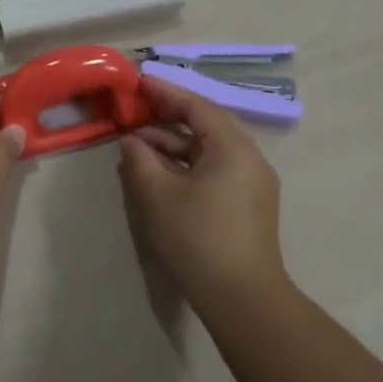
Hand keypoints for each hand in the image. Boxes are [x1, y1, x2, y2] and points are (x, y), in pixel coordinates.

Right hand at [118, 77, 288, 325]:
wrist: (243, 299)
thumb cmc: (198, 238)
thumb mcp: (158, 194)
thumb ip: (140, 159)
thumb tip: (131, 141)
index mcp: (233, 148)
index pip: (196, 106)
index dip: (165, 92)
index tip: (138, 82)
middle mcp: (249, 158)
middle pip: (206, 123)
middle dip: (169, 114)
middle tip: (136, 108)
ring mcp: (251, 183)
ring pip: (209, 148)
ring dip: (174, 142)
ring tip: (137, 145)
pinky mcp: (247, 205)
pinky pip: (214, 168)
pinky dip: (186, 163)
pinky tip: (158, 170)